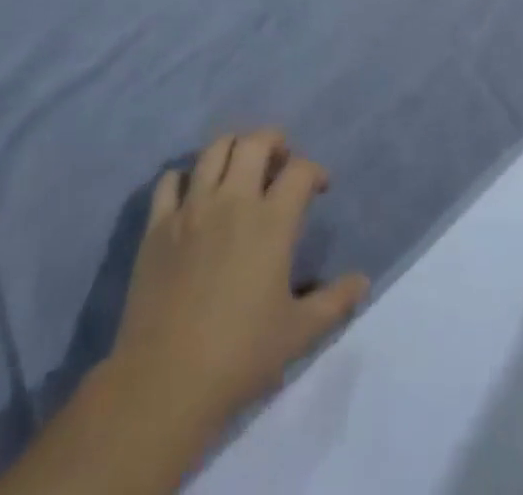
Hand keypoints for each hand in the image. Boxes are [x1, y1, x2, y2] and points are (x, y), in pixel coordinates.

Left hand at [106, 130, 367, 440]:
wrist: (165, 381)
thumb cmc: (240, 356)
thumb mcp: (298, 333)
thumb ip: (334, 301)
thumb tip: (363, 281)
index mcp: (271, 222)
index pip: (299, 170)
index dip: (314, 171)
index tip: (319, 187)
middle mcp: (233, 201)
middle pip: (255, 142)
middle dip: (274, 141)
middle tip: (280, 160)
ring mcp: (192, 208)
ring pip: (213, 150)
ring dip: (233, 147)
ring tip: (240, 165)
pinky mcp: (158, 225)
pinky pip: (169, 180)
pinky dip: (184, 177)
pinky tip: (192, 193)